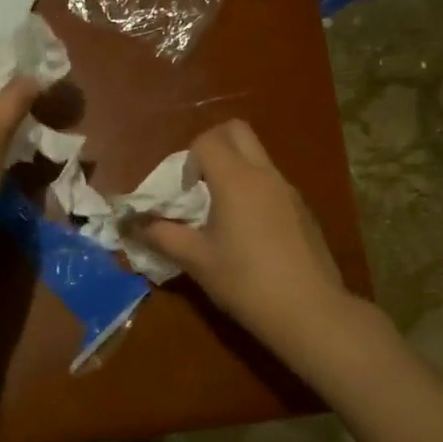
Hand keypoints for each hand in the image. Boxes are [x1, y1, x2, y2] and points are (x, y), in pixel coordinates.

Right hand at [139, 120, 350, 344]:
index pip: (207, 140)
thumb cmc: (245, 282)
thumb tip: (133, 225)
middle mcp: (264, 174)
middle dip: (213, 145)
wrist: (309, 311)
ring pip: (258, 156)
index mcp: (236, 179)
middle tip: (201, 182)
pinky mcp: (303, 209)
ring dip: (235, 167)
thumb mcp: (196, 260)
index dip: (188, 159)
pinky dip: (255, 189)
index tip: (184, 192)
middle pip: (237, 131)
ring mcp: (288, 189)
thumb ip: (162, 236)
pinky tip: (251, 232)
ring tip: (222, 211)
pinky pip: (273, 181)